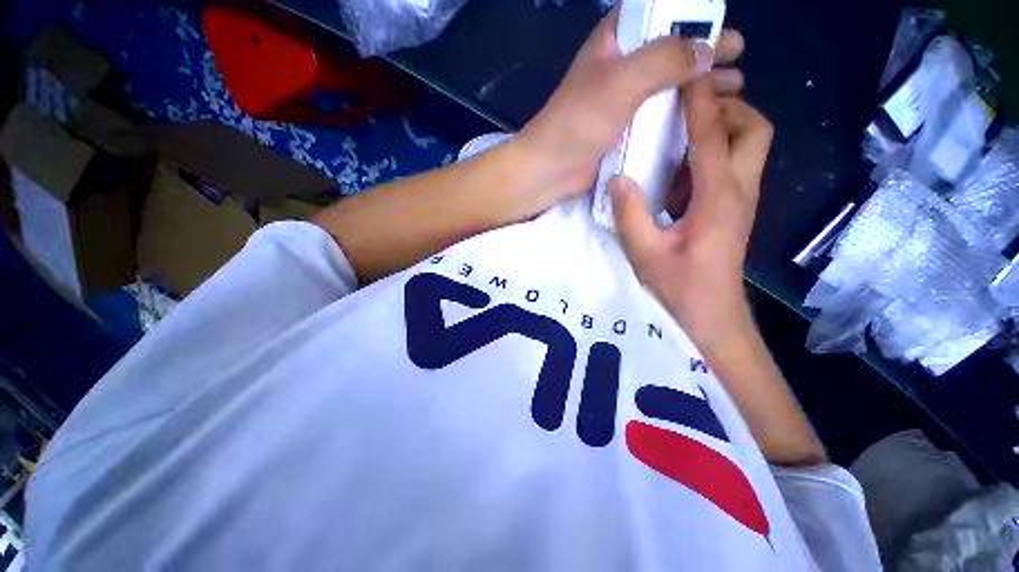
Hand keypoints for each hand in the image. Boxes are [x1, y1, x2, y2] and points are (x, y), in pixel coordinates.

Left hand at [514, 7, 745, 205]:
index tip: (724, 25)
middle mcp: (620, 67)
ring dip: (698, 85)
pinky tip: (702, 120)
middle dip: (704, 53)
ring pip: (667, 85)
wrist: (550, 169)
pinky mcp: (622, 131)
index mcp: (615, 41)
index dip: (692, 16)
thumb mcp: (622, 80)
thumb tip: (706, 51)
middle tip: (738, 59)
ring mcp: (622, 102)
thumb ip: (665, 59)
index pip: (659, 13)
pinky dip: (681, 114)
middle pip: (670, 51)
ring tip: (732, 88)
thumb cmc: (579, 122)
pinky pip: (658, 116)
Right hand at [610, 78, 772, 352]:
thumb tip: (619, 180)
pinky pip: (734, 167)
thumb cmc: (680, 287)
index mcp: (717, 198)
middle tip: (690, 110)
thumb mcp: (645, 253)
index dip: (700, 103)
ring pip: (749, 146)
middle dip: (728, 108)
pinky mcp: (734, 210)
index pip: (713, 136)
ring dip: (722, 129)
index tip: (685, 75)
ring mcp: (741, 200)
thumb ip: (630, 215)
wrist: (712, 314)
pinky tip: (681, 172)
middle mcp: (738, 191)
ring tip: (682, 134)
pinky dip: (714, 154)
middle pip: (753, 129)